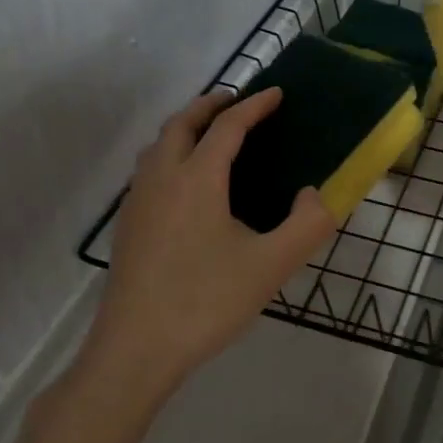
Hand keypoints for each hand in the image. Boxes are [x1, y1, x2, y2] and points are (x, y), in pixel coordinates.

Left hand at [80, 88, 335, 402]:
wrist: (136, 349)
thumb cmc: (206, 301)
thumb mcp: (272, 266)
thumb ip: (307, 225)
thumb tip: (315, 193)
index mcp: (197, 178)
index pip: (228, 127)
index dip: (255, 106)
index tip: (277, 94)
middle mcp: (162, 178)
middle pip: (182, 123)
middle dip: (210, 104)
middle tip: (237, 101)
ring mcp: (138, 201)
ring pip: (159, 145)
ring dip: (185, 127)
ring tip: (209, 134)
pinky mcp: (128, 225)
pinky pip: (148, 169)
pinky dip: (170, 153)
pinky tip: (183, 184)